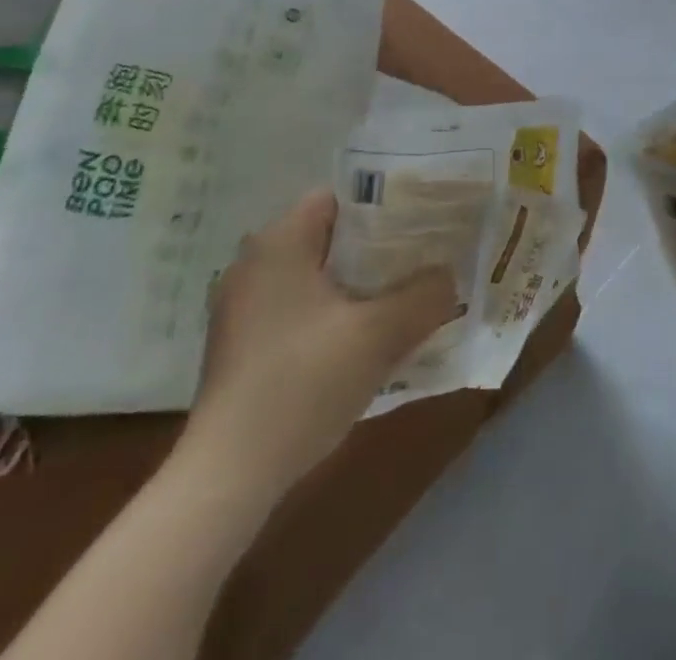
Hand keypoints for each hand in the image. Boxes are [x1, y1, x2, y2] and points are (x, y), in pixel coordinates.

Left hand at [174, 191, 457, 495]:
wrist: (227, 477)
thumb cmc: (303, 383)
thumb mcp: (379, 336)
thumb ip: (424, 296)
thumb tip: (448, 277)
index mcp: (279, 242)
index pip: (338, 198)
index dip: (383, 207)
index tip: (420, 227)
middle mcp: (254, 263)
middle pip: (328, 238)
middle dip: (375, 251)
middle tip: (419, 264)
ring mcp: (241, 307)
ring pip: (313, 278)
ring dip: (354, 288)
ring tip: (398, 303)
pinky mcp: (239, 346)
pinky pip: (296, 310)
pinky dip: (328, 316)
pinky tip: (357, 346)